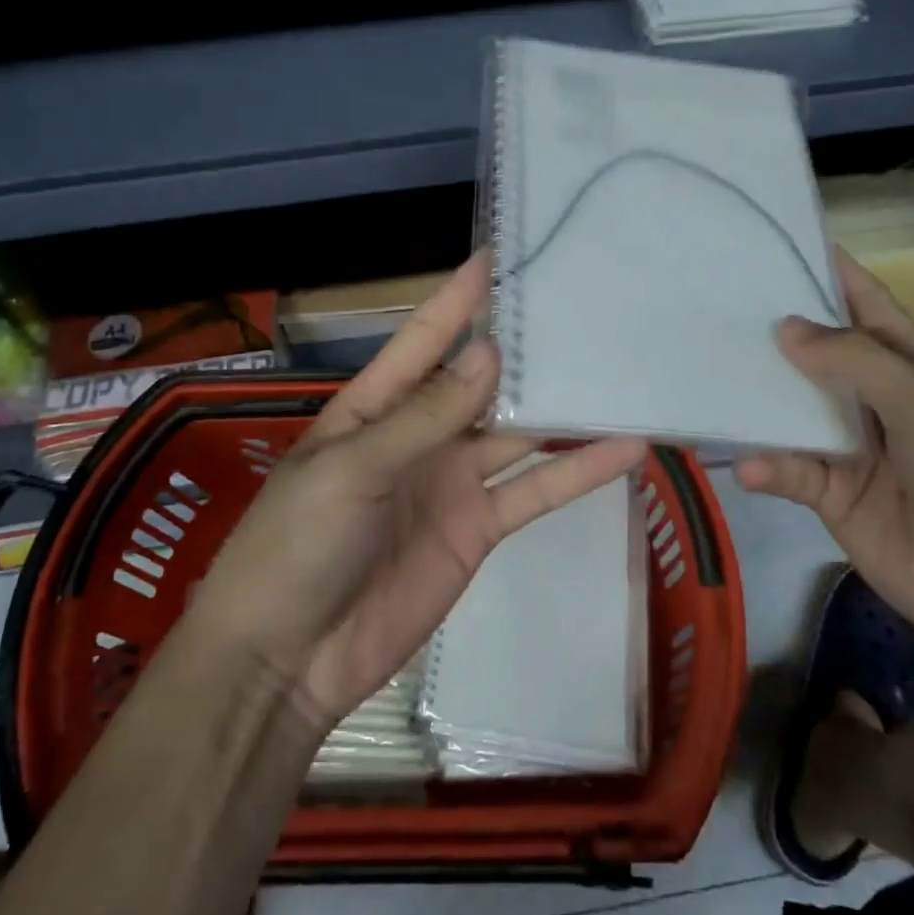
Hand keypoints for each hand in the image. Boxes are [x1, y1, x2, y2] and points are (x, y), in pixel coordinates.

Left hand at [186, 251, 647, 728]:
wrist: (287, 660)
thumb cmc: (296, 545)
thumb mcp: (352, 469)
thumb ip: (425, 416)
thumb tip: (489, 354)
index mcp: (377, 404)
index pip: (427, 336)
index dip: (462, 296)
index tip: (505, 254)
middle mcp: (422, 432)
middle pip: (484, 379)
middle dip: (528, 348)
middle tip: (586, 308)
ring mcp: (454, 479)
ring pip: (519, 432)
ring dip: (565, 408)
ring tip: (620, 371)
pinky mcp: (480, 527)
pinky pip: (535, 491)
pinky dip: (578, 471)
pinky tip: (626, 448)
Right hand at [735, 251, 913, 672]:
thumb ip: (855, 363)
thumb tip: (786, 327)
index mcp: (912, 368)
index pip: (866, 306)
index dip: (829, 273)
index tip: (775, 243)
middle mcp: (877, 402)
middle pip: (818, 357)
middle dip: (774, 333)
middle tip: (712, 307)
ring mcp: (854, 452)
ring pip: (795, 414)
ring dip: (761, 401)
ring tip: (710, 377)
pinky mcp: (834, 500)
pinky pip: (792, 474)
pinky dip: (769, 469)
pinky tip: (749, 468)